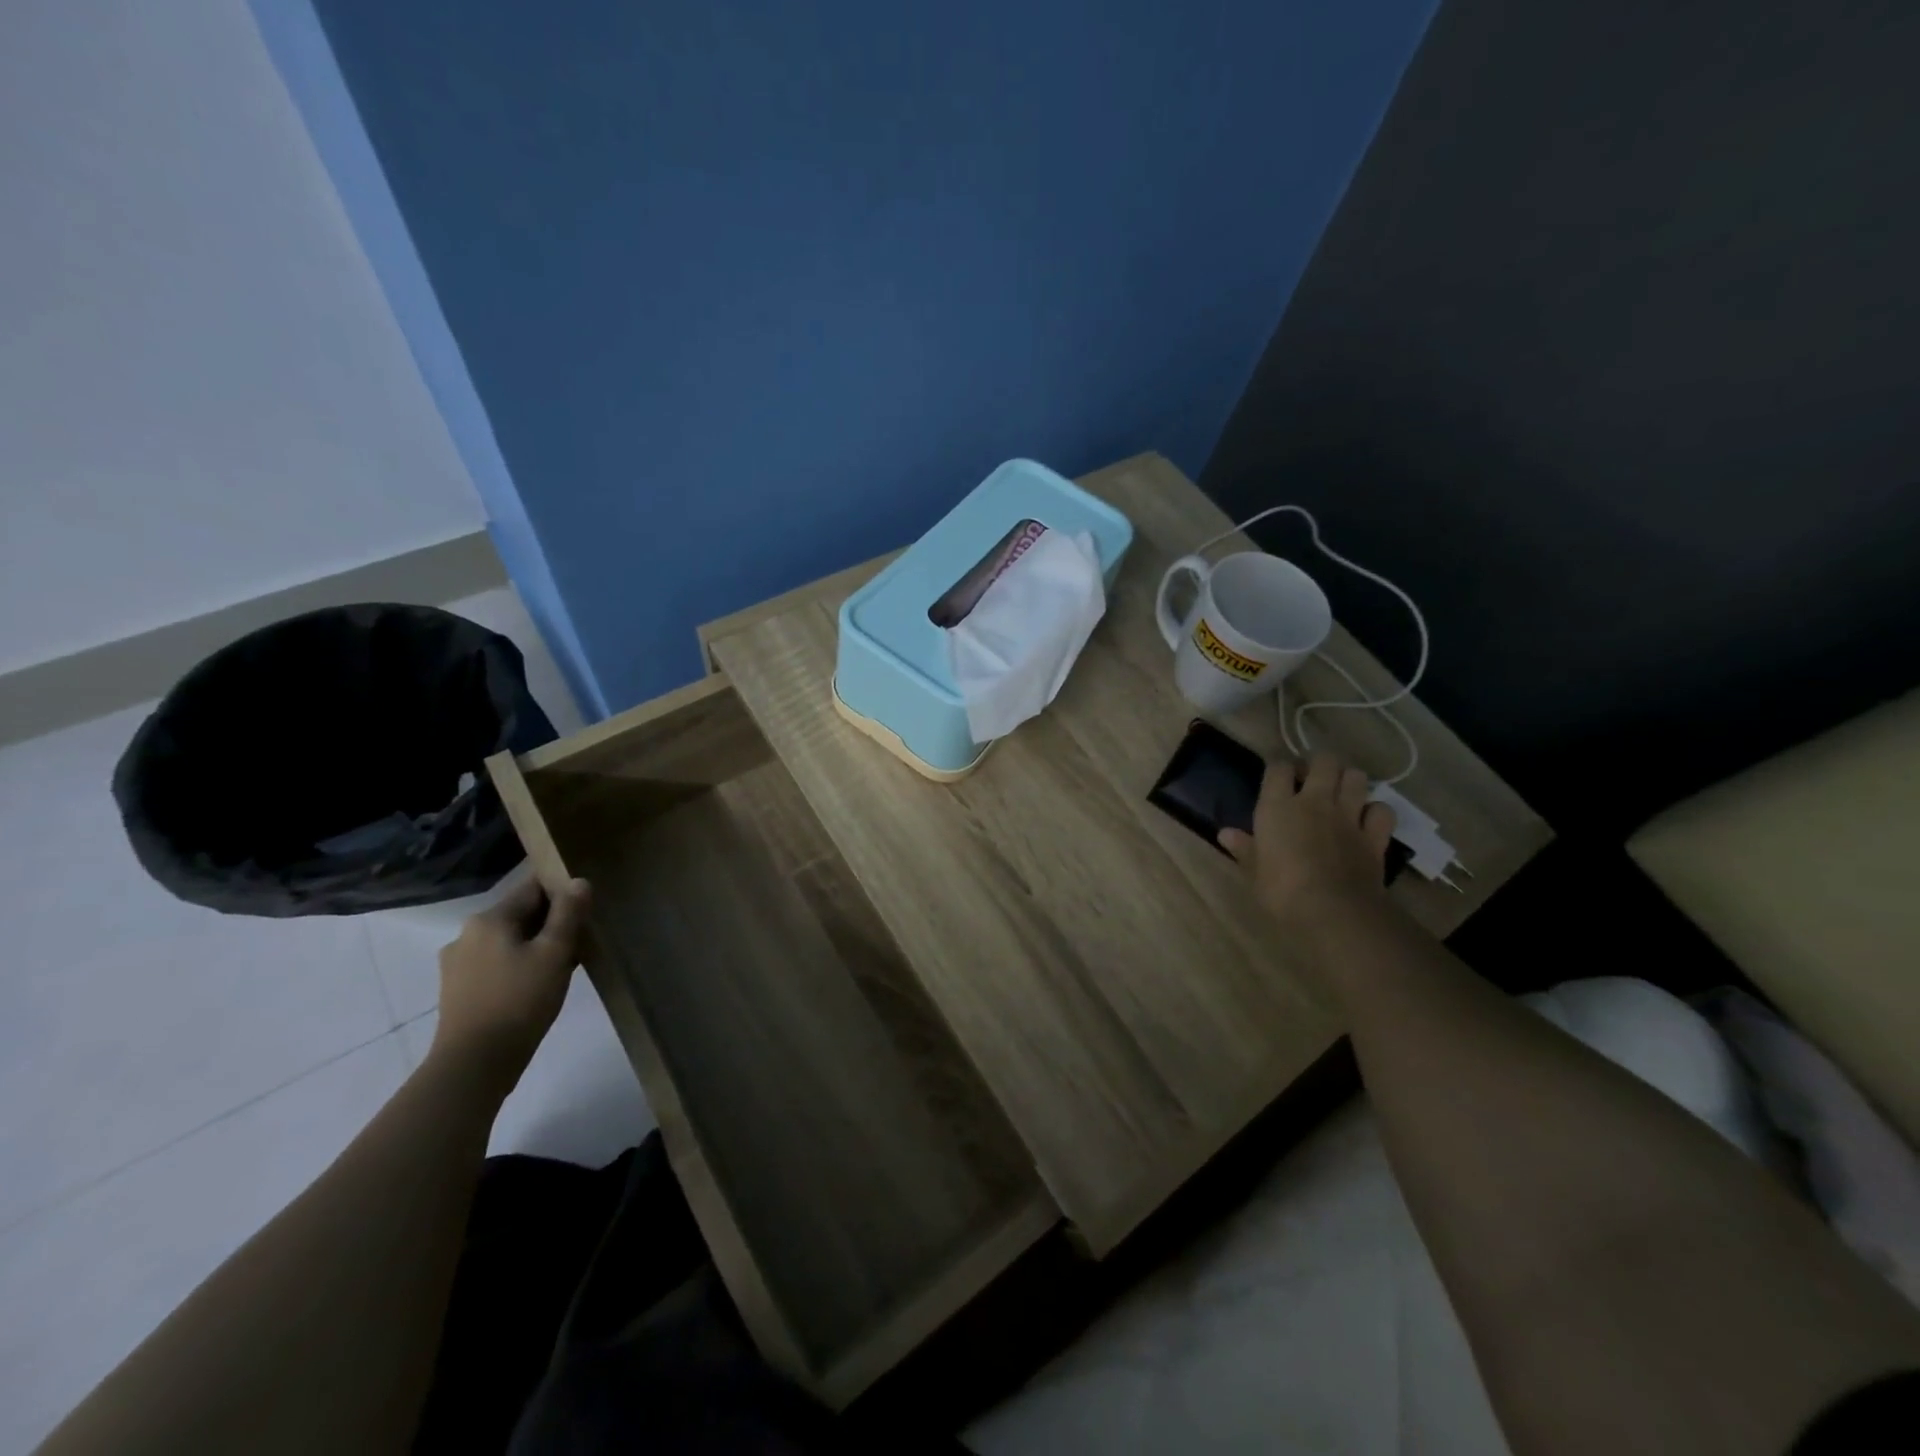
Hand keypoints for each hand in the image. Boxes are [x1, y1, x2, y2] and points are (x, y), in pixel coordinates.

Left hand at [431, 874, 591, 1093]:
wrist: (474, 1064)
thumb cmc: (520, 1001)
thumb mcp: (555, 953)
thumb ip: (568, 913)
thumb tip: (579, 881)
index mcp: (489, 919)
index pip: (533, 888)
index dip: (563, 892)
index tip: (586, 906)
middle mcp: (466, 934)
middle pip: (520, 915)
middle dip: (550, 923)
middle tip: (580, 941)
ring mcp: (457, 964)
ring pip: (508, 941)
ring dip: (535, 946)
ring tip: (561, 967)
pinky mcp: (457, 990)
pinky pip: (495, 964)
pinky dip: (518, 966)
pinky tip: (536, 987)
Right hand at [1219, 751, 1396, 935]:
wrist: (1332, 911)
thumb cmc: (1281, 891)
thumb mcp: (1254, 871)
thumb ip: (1244, 847)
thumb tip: (1225, 833)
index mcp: (1278, 807)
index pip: (1278, 768)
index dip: (1278, 768)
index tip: (1277, 777)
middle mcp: (1315, 801)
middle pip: (1323, 761)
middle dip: (1318, 764)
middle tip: (1311, 779)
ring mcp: (1349, 816)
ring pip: (1356, 777)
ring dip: (1348, 780)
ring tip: (1340, 792)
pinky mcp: (1374, 835)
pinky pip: (1382, 810)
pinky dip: (1375, 811)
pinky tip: (1367, 819)